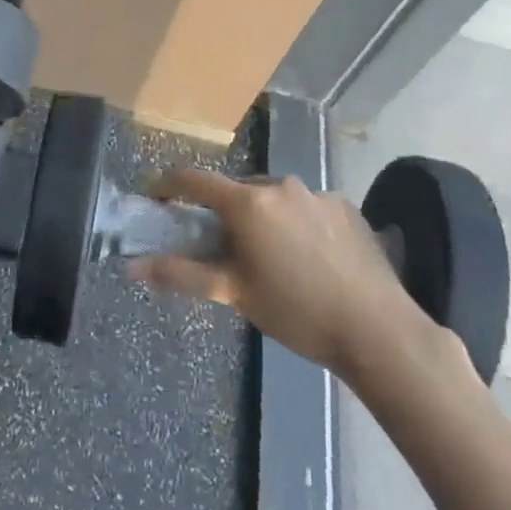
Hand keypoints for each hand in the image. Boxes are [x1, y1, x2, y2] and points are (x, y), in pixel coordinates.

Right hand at [133, 170, 454, 379]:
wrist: (377, 329)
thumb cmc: (296, 312)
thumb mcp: (235, 294)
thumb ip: (182, 274)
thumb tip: (133, 266)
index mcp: (248, 203)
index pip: (194, 180)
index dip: (168, 186)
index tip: (156, 200)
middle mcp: (280, 185)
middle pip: (236, 190)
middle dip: (223, 213)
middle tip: (223, 250)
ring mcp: (317, 192)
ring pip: (273, 197)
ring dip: (262, 218)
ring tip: (272, 259)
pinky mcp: (345, 206)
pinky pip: (305, 206)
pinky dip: (295, 223)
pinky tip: (309, 258)